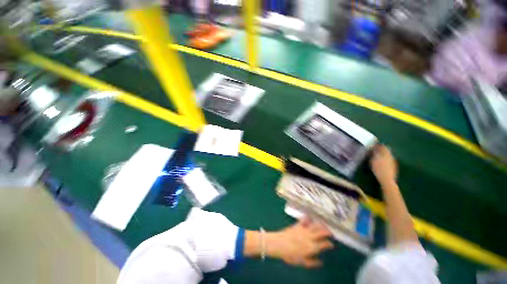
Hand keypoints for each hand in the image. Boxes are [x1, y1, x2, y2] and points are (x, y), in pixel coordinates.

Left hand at [266, 218, 333, 267]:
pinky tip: (310, 217)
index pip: (323, 244)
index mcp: (312, 247)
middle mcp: (309, 237)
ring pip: (314, 225)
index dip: (328, 244)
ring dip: (320, 224)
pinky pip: (304, 220)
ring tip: (324, 224)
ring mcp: (303, 229)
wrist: (279, 244)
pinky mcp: (297, 225)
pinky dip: (308, 218)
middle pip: (321, 232)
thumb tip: (321, 262)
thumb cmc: (290, 255)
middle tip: (331, 232)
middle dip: (327, 231)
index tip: (331, 244)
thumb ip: (312, 262)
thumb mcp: (301, 262)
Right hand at [370, 145, 397, 185]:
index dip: (378, 145)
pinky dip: (384, 159)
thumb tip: (375, 147)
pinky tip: (381, 162)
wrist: (387, 180)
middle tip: (374, 150)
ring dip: (383, 155)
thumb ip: (375, 153)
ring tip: (377, 156)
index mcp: (386, 154)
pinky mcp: (393, 167)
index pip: (383, 147)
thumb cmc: (379, 169)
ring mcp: (393, 162)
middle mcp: (391, 157)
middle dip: (381, 150)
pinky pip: (389, 160)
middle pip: (386, 151)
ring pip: (388, 155)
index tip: (373, 144)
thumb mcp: (374, 160)